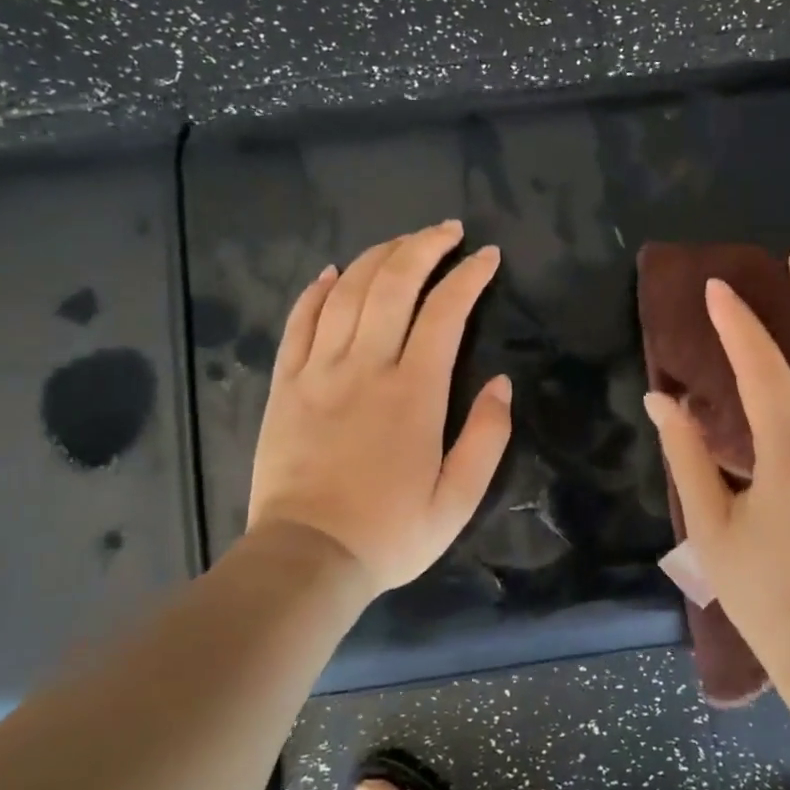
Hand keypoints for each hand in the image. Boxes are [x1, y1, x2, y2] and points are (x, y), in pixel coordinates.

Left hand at [245, 221, 512, 600]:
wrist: (307, 558)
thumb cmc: (390, 532)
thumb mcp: (458, 499)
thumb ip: (487, 437)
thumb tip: (503, 384)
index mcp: (415, 392)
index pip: (446, 312)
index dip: (469, 276)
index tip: (488, 256)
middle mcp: (366, 366)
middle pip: (394, 283)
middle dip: (424, 246)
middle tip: (447, 230)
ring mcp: (319, 371)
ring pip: (347, 291)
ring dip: (378, 256)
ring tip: (402, 243)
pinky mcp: (285, 384)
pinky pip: (299, 321)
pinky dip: (317, 289)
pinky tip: (333, 272)